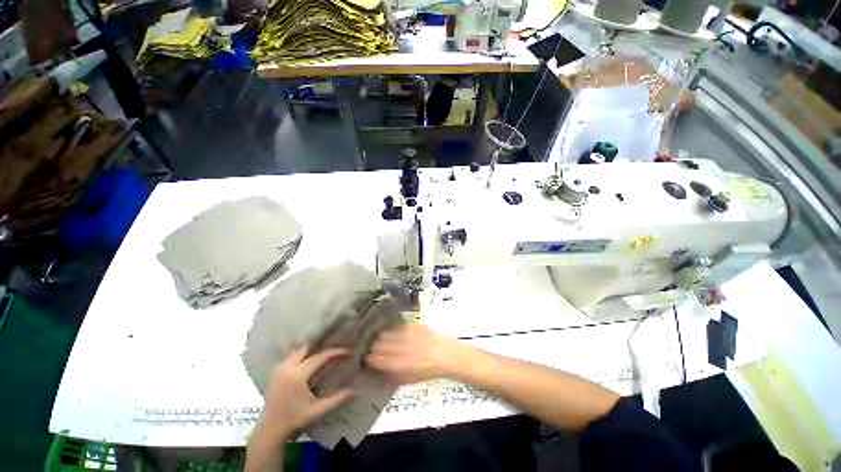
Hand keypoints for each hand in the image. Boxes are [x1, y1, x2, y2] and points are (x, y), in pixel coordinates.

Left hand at [259, 347, 354, 440]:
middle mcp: (287, 368)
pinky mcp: (274, 374)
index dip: (335, 352)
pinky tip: (307, 361)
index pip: (320, 357)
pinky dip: (300, 356)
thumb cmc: (294, 421)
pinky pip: (290, 357)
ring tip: (322, 354)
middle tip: (335, 350)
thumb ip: (336, 400)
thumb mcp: (317, 412)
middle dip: (322, 348)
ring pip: (297, 351)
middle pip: (307, 349)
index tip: (348, 351)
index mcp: (298, 376)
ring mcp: (279, 370)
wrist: (270, 431)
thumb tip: (355, 391)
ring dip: (310, 351)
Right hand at [366, 324, 472, 383]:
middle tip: (370, 347)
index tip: (367, 358)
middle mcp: (408, 349)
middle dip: (376, 347)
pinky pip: (403, 327)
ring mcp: (414, 336)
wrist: (450, 356)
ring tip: (378, 337)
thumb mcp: (412, 379)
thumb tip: (381, 373)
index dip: (373, 359)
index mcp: (405, 364)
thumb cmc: (432, 371)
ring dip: (384, 336)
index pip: (383, 361)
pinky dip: (396, 329)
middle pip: (386, 345)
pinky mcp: (419, 327)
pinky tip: (391, 329)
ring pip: (393, 334)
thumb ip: (395, 376)